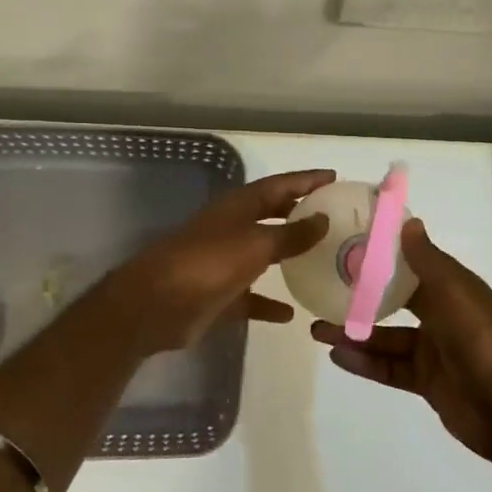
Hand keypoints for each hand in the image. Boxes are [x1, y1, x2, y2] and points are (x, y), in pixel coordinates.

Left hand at [106, 169, 334, 353]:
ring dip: (288, 255)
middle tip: (333, 215)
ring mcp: (223, 262)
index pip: (279, 185)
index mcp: (238, 207)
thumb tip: (322, 218)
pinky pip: (251, 297)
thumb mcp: (255, 244)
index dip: (306, 180)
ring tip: (321, 258)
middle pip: (271, 215)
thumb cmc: (207, 264)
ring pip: (263, 254)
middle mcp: (232, 229)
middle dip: (299, 213)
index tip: (335, 177)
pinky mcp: (218, 295)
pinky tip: (291, 314)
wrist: (156, 305)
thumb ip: (291, 233)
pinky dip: (269, 302)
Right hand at [312, 218, 491, 461]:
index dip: (386, 257)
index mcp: (453, 290)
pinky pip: (389, 368)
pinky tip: (337, 355)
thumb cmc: (478, 337)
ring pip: (386, 338)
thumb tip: (409, 221)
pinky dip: (365, 362)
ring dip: (354, 334)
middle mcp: (443, 317)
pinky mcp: (425, 382)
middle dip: (361, 299)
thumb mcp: (452, 290)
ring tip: (317, 330)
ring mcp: (434, 351)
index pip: (414, 267)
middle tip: (325, 291)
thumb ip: (426, 259)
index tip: (352, 246)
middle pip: (395, 303)